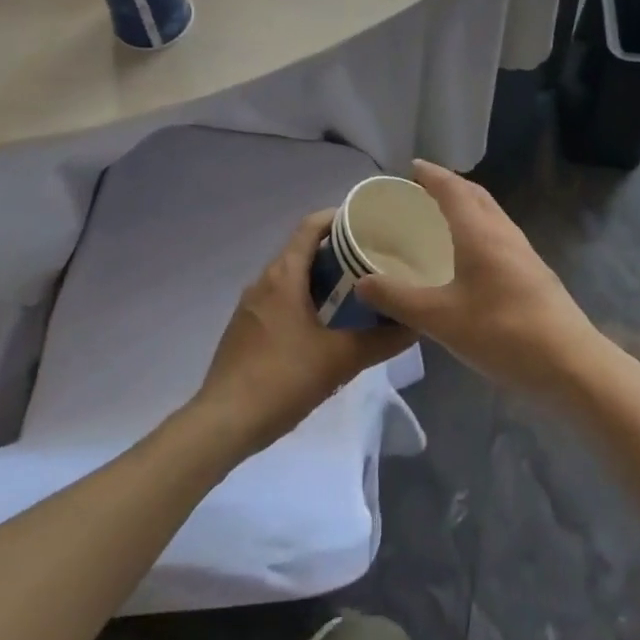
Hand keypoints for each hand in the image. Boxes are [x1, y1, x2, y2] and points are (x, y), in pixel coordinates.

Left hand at [194, 211, 416, 457]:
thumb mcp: (340, 360)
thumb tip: (416, 325)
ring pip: (292, 277)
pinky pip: (280, 299)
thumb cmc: (282, 379)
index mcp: (284, 275)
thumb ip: (381, 341)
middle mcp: (264, 281)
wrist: (223, 422)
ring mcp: (251, 305)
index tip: (369, 222)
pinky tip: (327, 324)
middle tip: (374, 260)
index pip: (311, 226)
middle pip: (303, 250)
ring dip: (322, 278)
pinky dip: (305, 299)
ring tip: (358, 290)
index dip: (339, 217)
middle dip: (338, 251)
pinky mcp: (246, 329)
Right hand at [353, 161, 600, 402]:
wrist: (569, 363)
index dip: (431, 175)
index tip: (411, 167)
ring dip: (467, 206)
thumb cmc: (502, 332)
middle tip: (422, 190)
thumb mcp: (440, 319)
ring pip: (491, 215)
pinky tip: (470, 257)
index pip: (452, 189)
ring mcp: (523, 252)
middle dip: (449, 185)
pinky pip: (499, 235)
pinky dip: (479, 229)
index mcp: (479, 232)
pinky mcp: (533, 273)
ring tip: (442, 218)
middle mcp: (503, 233)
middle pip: (476, 195)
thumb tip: (362, 281)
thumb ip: (398, 298)